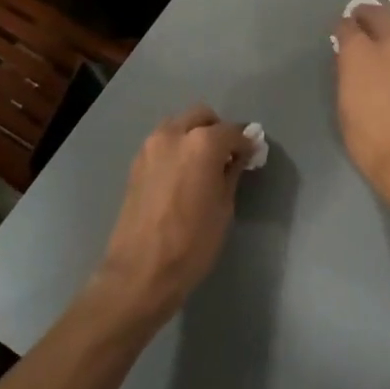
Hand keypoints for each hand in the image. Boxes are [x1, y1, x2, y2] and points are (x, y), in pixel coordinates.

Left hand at [91, 105, 255, 325]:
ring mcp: (150, 147)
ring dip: (195, 136)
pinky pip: (163, 143)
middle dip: (218, 130)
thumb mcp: (224, 207)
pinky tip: (184, 175)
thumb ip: (232, 172)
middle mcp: (173, 135)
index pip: (232, 131)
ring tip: (205, 166)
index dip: (246, 143)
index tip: (253, 156)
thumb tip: (240, 156)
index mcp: (201, 143)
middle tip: (229, 157)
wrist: (141, 271)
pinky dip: (178, 148)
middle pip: (202, 117)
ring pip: (179, 126)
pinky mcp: (136, 163)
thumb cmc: (192, 242)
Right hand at [333, 3, 389, 203]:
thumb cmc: (369, 139)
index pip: (347, 25)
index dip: (342, 27)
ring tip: (385, 27)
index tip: (340, 33)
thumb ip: (347, 74)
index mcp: (360, 52)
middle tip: (361, 18)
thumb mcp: (344, 105)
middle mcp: (389, 44)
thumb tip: (350, 60)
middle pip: (379, 13)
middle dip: (366, 13)